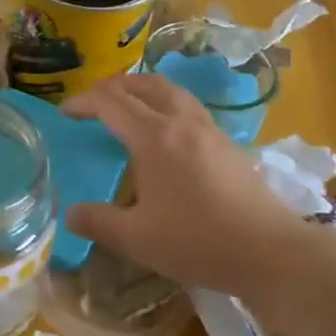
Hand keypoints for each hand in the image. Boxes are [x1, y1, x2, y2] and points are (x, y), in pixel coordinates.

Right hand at [62, 74, 312, 297]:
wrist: (269, 251)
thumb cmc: (198, 241)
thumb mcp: (137, 238)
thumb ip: (98, 222)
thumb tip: (70, 213)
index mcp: (155, 138)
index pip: (111, 103)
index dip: (83, 101)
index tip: (65, 112)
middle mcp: (182, 123)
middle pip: (145, 84)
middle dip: (113, 86)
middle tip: (93, 101)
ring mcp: (210, 130)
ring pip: (172, 91)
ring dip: (143, 89)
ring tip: (128, 105)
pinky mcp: (228, 144)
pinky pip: (189, 108)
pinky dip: (166, 104)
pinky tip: (165, 132)